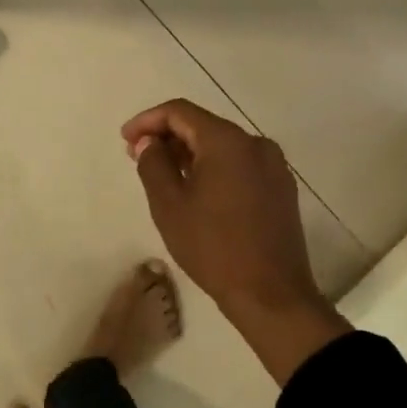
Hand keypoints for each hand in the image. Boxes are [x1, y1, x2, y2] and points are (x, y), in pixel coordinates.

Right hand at [121, 99, 349, 383]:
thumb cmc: (213, 247)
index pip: (179, 112)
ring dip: (190, 153)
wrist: (271, 295)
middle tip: (138, 157)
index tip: (125, 140)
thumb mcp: (169, 205)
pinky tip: (196, 190)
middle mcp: (255, 143)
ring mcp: (273, 166)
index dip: (147, 120)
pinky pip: (239, 163)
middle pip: (203, 125)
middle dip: (168, 136)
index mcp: (227, 141)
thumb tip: (149, 142)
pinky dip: (213, 167)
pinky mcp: (281, 188)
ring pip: (222, 145)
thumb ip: (153, 164)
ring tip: (163, 174)